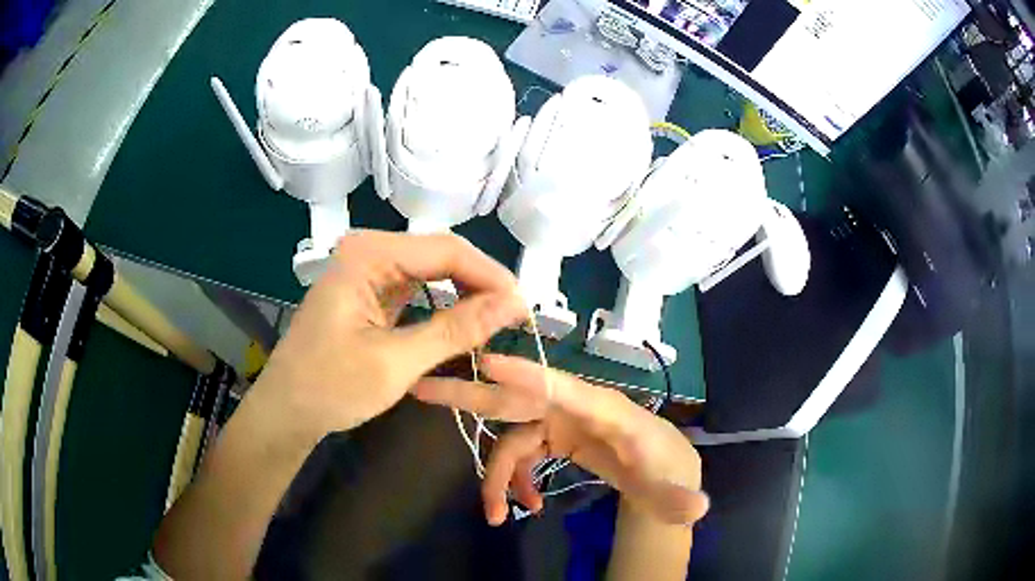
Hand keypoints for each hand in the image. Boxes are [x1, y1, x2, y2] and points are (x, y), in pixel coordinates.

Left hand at [250, 231, 527, 443]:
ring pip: (432, 272)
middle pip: (441, 256)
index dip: (491, 276)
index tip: (524, 308)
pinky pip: (417, 289)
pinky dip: (443, 307)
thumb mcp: (396, 362)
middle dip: (480, 285)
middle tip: (514, 319)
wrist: (286, 411)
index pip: (446, 250)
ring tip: (495, 323)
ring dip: (464, 296)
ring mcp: (367, 270)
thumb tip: (515, 304)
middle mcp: (369, 251)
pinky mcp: (369, 292)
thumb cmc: (330, 387)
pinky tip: (463, 324)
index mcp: (368, 254)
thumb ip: (456, 330)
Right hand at [412, 354, 708, 526]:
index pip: (566, 388)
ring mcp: (561, 421)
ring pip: (511, 437)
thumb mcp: (674, 490)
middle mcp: (576, 408)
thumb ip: (680, 501)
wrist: (663, 467)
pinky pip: (520, 452)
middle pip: (519, 396)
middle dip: (472, 393)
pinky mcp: (555, 436)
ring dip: (496, 474)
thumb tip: (696, 509)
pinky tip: (523, 504)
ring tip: (494, 513)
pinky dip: (514, 479)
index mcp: (606, 412)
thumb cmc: (668, 469)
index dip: (529, 377)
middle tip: (424, 390)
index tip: (488, 365)